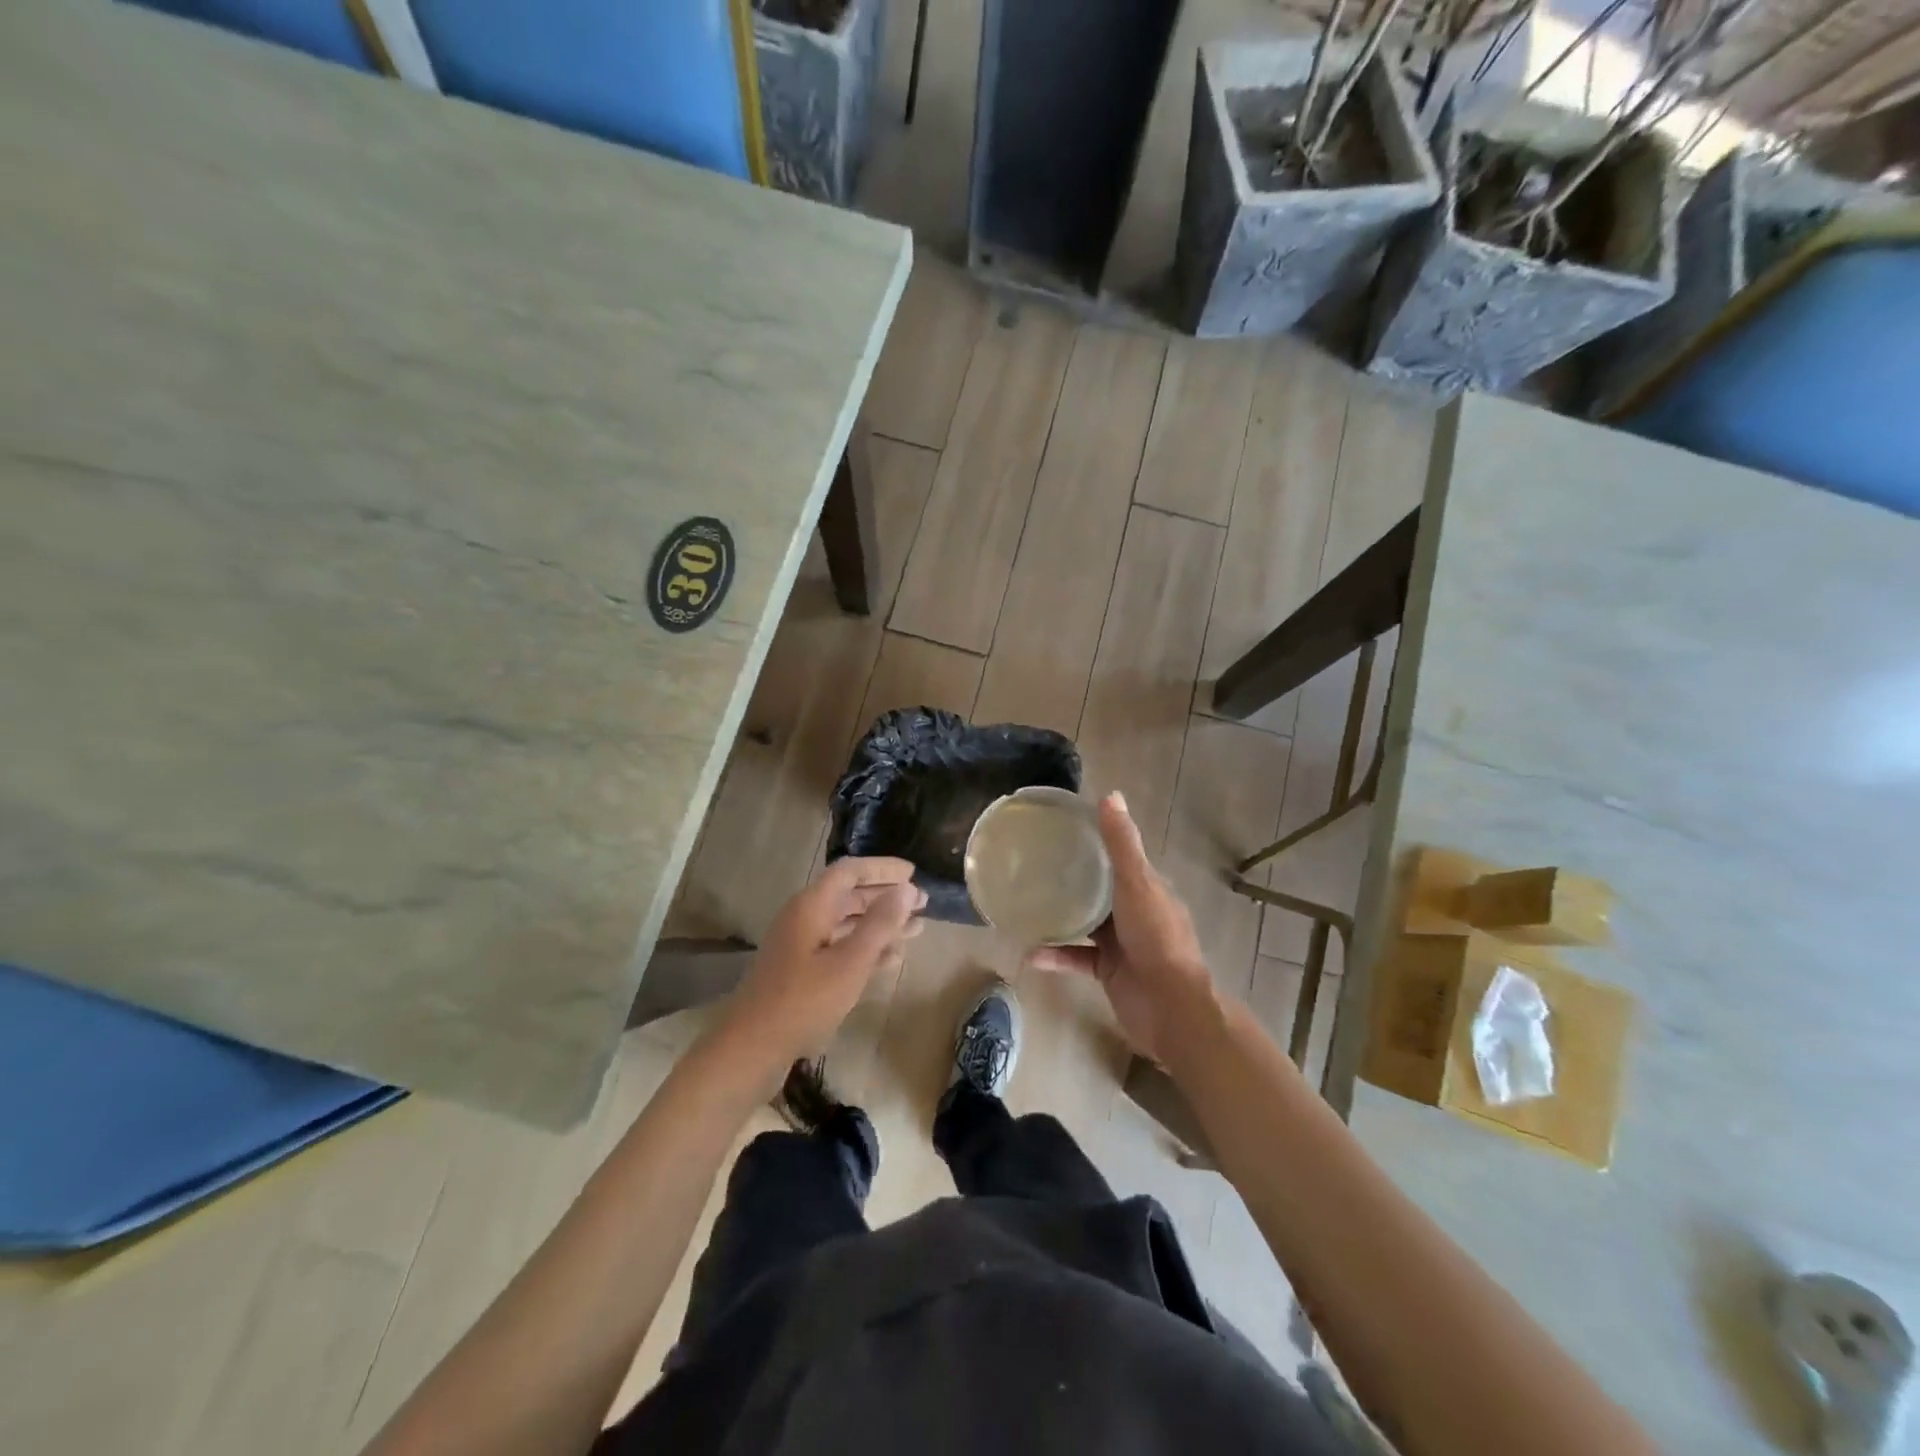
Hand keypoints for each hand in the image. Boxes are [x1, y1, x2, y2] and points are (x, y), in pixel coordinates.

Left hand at [721, 857, 926, 1072]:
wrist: (750, 1050)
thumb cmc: (803, 1002)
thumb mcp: (850, 962)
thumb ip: (880, 924)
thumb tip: (906, 888)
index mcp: (812, 906)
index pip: (850, 871)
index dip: (882, 868)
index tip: (913, 873)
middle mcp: (804, 918)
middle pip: (849, 895)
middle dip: (886, 897)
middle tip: (923, 903)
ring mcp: (800, 945)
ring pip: (847, 923)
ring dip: (881, 924)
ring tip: (917, 929)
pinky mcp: (800, 971)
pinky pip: (839, 947)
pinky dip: (866, 948)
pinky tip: (892, 958)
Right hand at [1026, 793, 1212, 1062]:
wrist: (1170, 1008)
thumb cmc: (1156, 939)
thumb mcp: (1137, 884)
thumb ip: (1122, 844)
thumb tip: (1110, 794)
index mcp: (1147, 888)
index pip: (1119, 858)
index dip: (1094, 843)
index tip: (1062, 831)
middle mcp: (1135, 912)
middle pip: (1100, 889)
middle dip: (1072, 878)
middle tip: (1033, 866)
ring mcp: (1122, 943)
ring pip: (1085, 923)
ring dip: (1059, 917)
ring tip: (1026, 904)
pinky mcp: (1108, 971)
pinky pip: (1077, 958)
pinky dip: (1056, 955)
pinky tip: (1030, 953)